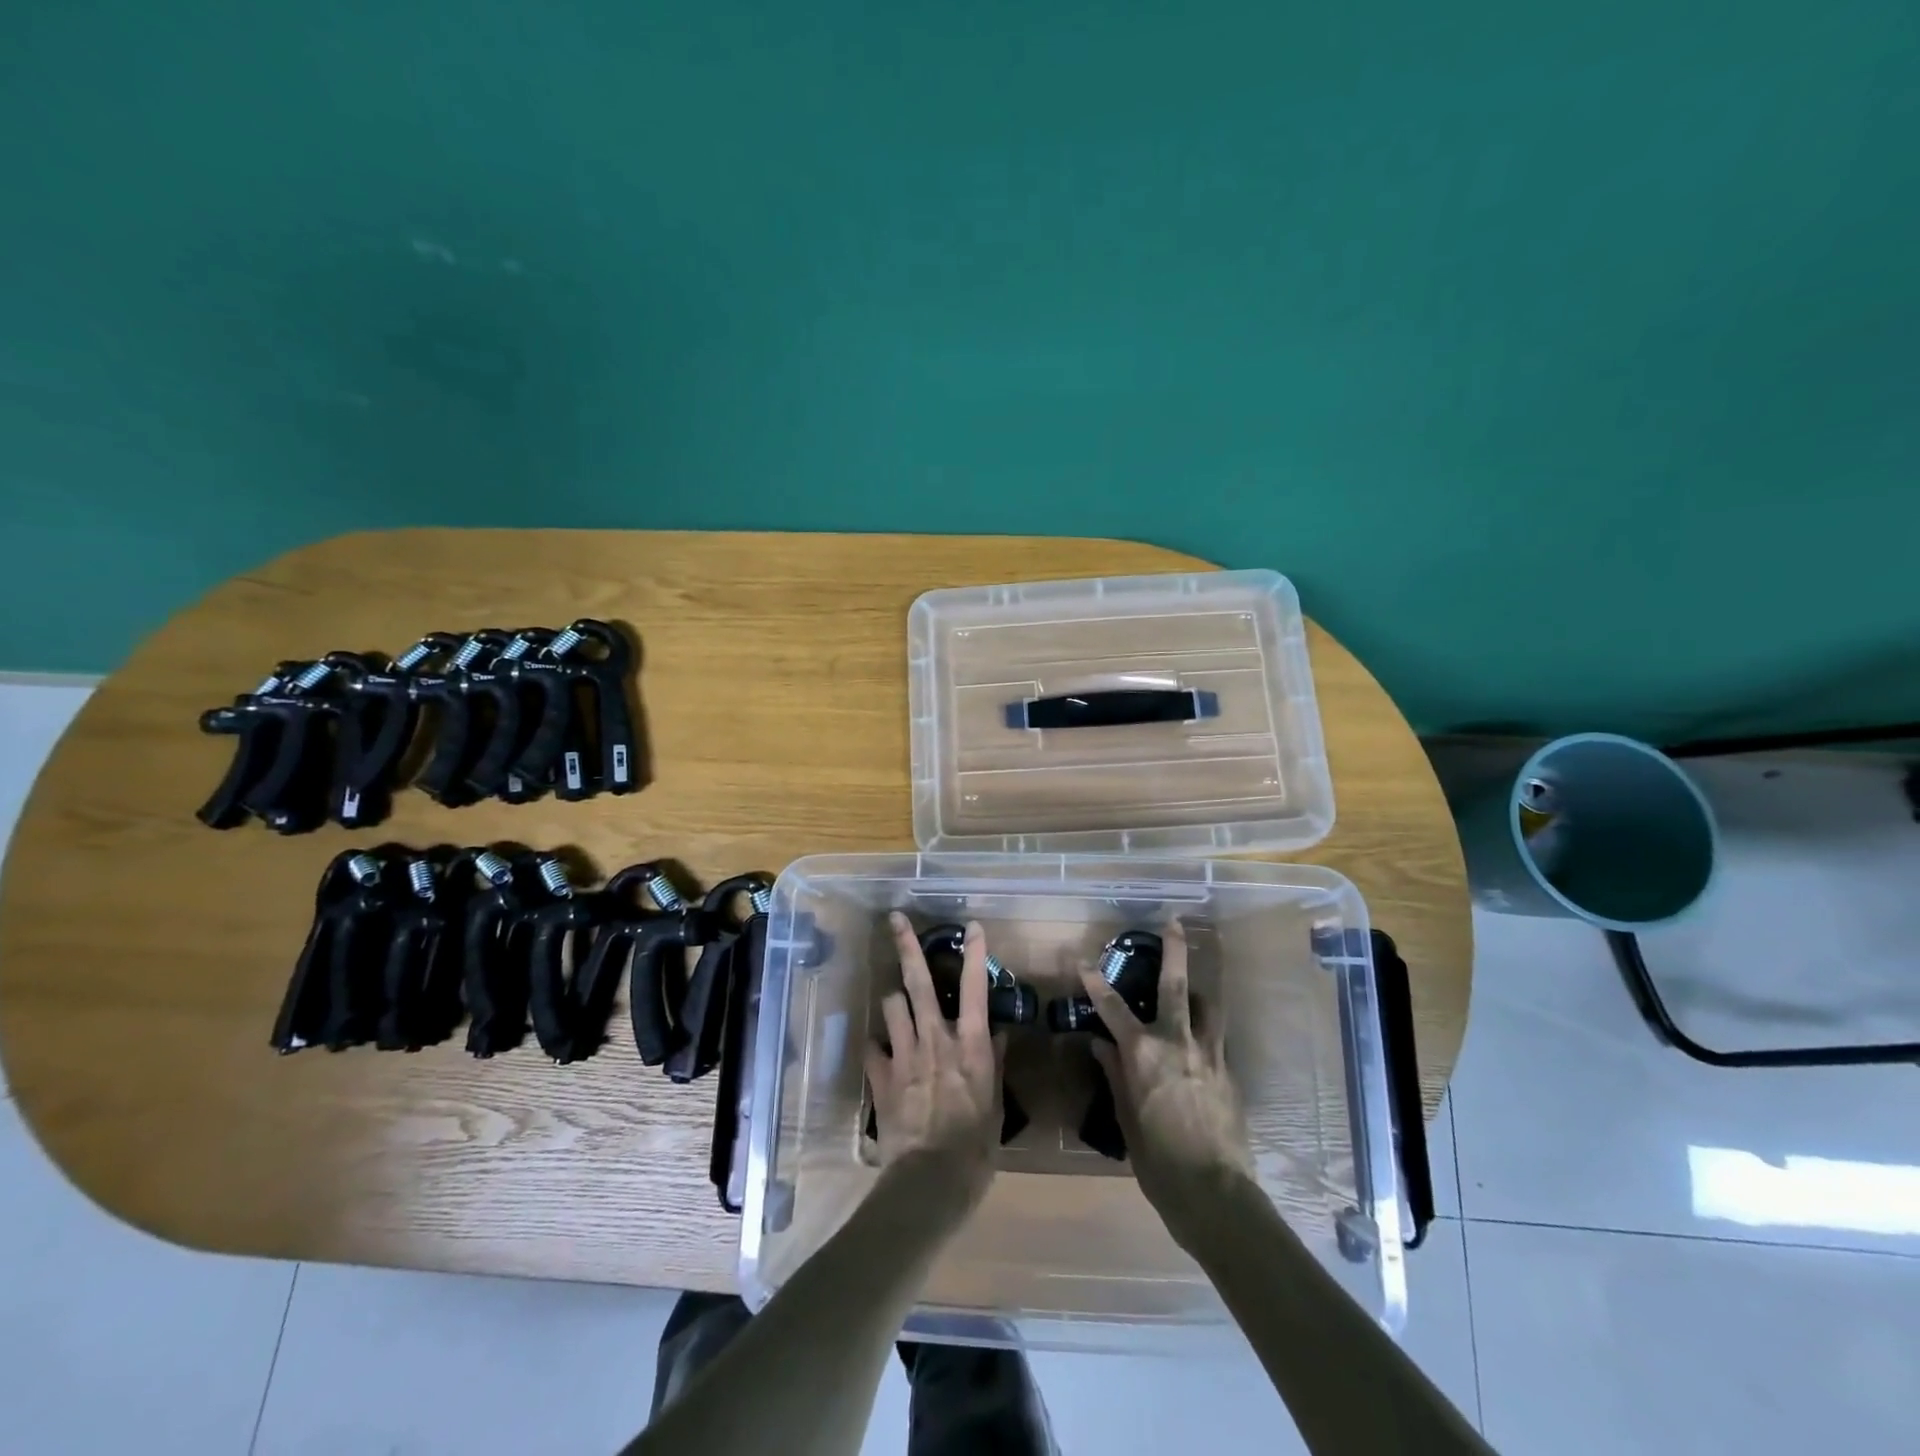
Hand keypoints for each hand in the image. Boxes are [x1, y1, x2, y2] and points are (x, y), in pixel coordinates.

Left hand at [866, 913, 1003, 1202]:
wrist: (929, 1183)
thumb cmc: (974, 1149)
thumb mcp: (995, 1108)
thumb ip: (994, 1065)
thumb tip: (996, 1034)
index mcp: (969, 1046)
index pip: (974, 989)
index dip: (974, 954)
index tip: (972, 926)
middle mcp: (935, 1039)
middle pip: (919, 982)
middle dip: (907, 946)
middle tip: (895, 918)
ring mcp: (904, 1055)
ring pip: (892, 1005)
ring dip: (895, 1000)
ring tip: (898, 1003)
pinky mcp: (881, 1077)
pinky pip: (873, 1047)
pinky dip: (878, 1045)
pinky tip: (880, 1050)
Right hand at [1078, 921, 1254, 1240]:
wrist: (1216, 1196)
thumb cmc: (1159, 1163)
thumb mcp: (1126, 1120)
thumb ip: (1115, 1075)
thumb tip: (1100, 1045)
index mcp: (1144, 1055)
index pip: (1112, 1008)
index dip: (1095, 982)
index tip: (1082, 960)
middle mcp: (1177, 1043)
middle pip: (1175, 985)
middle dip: (1174, 950)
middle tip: (1174, 922)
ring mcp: (1209, 1054)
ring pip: (1207, 1006)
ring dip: (1197, 991)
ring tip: (1192, 987)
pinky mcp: (1229, 1072)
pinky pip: (1217, 1038)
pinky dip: (1206, 1029)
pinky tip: (1201, 1041)